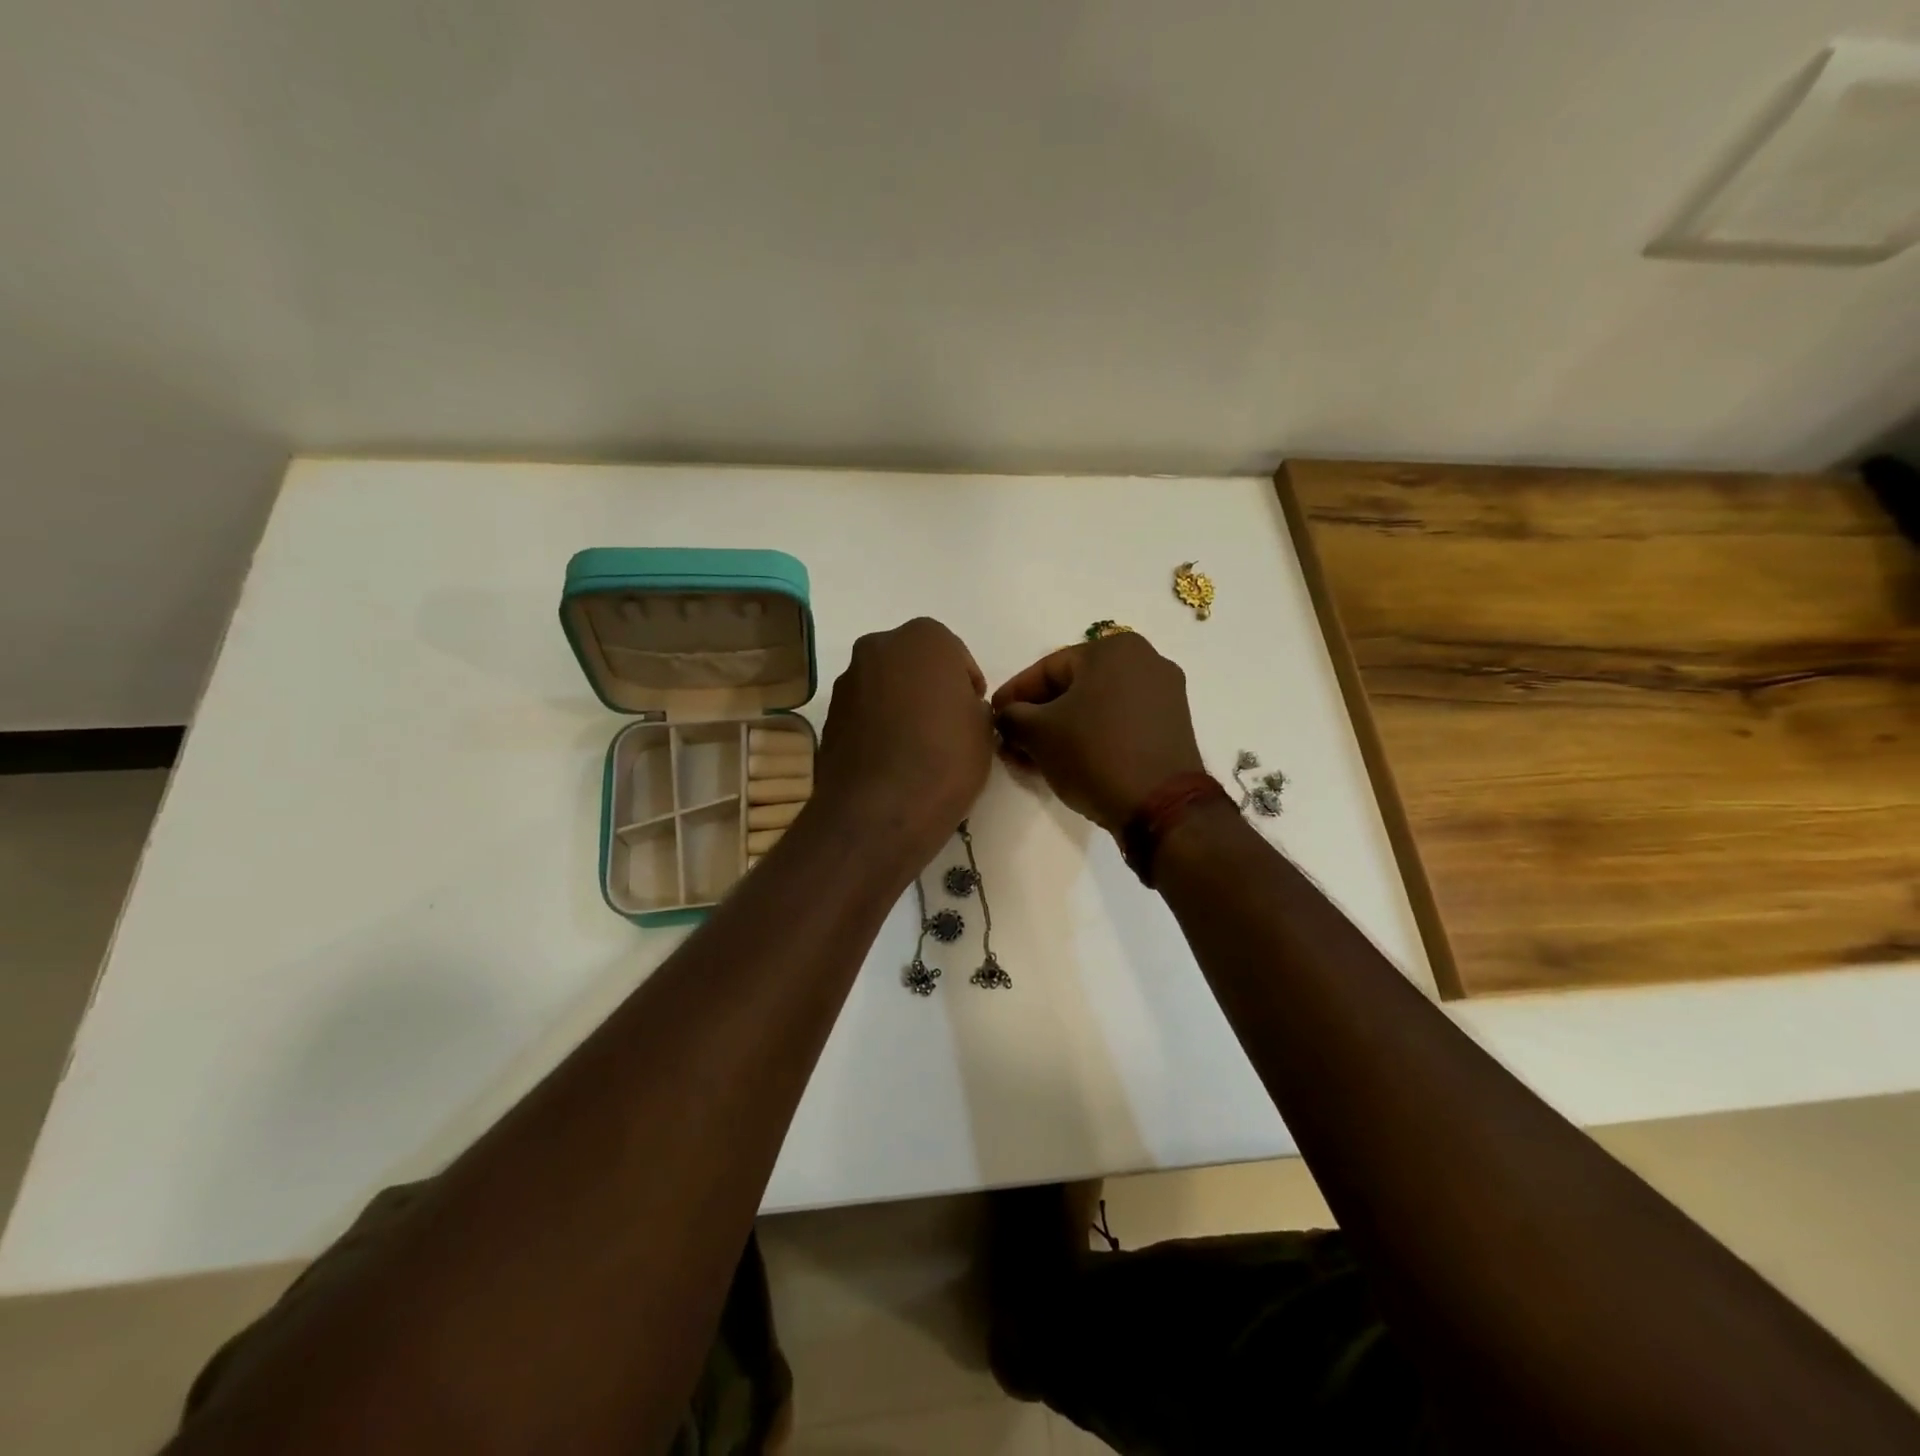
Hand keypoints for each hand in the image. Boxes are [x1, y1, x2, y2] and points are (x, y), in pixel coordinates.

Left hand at [812, 618, 994, 872]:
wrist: (880, 809)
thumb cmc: (946, 758)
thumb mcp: (984, 729)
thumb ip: (972, 707)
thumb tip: (958, 712)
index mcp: (924, 638)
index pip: (955, 656)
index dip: (966, 687)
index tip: (971, 716)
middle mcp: (879, 647)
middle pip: (913, 664)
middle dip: (928, 689)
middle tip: (945, 727)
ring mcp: (848, 680)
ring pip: (885, 686)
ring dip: (900, 706)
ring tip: (916, 748)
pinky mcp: (829, 714)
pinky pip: (863, 713)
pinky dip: (877, 727)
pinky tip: (891, 760)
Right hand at [992, 633, 1203, 831]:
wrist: (1160, 805)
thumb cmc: (1095, 754)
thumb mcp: (1038, 733)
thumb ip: (1012, 716)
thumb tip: (1007, 716)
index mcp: (1114, 649)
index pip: (1047, 669)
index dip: (1014, 695)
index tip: (992, 717)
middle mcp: (1145, 661)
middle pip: (1073, 687)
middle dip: (1037, 717)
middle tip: (1010, 742)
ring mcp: (1164, 694)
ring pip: (1095, 707)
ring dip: (1060, 730)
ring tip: (1032, 758)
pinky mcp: (1172, 726)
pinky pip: (1118, 722)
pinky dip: (1090, 736)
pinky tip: (1066, 761)